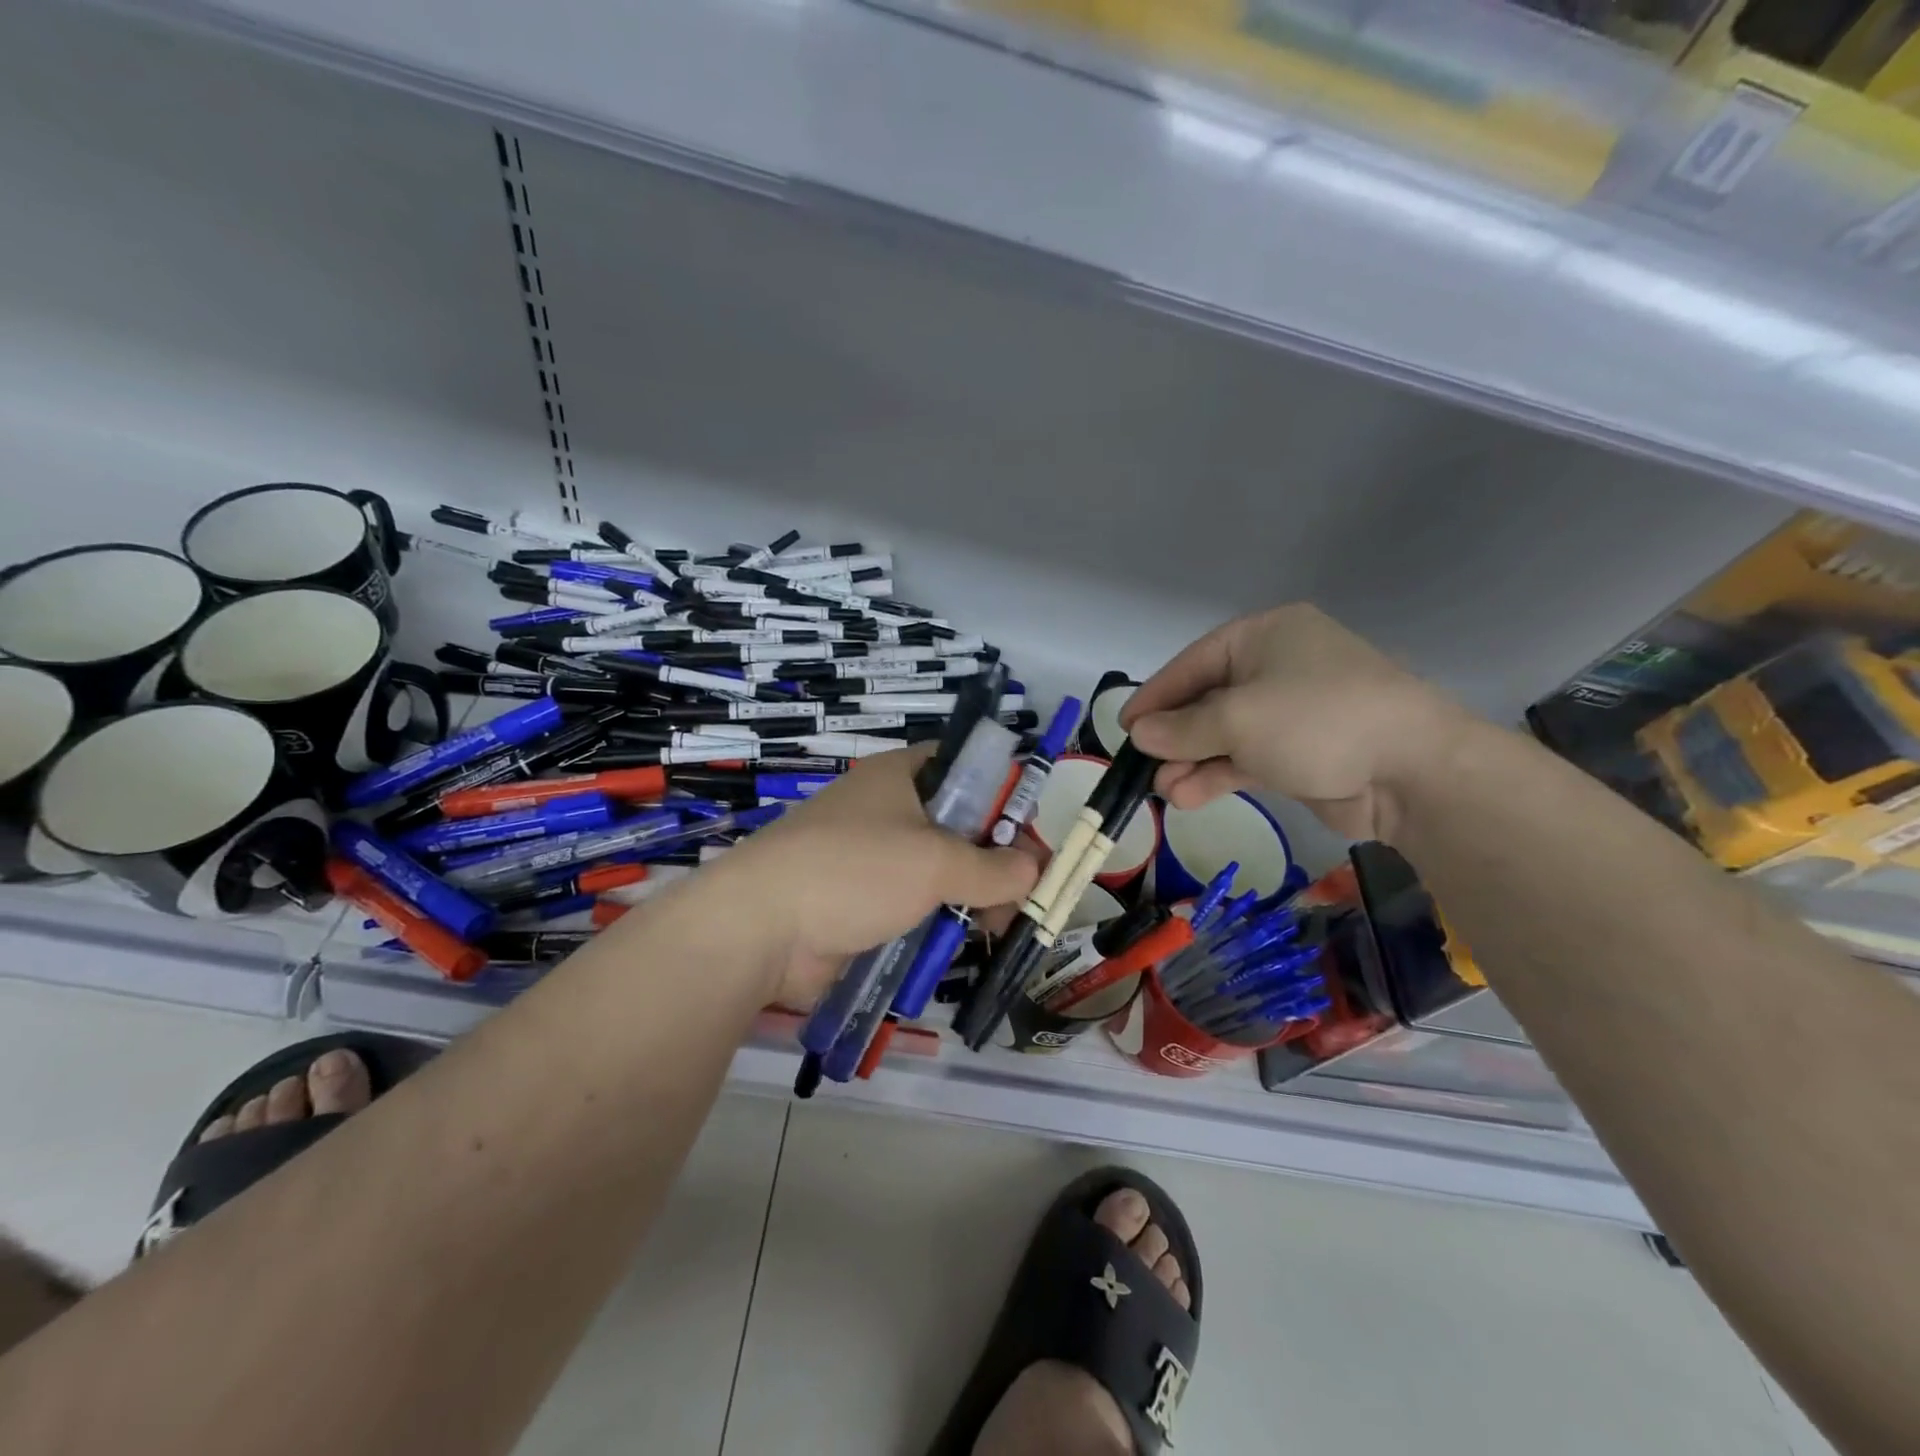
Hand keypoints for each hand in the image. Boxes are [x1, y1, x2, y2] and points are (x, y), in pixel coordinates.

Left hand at [700, 746, 1038, 1007]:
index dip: (1003, 797)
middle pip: (957, 826)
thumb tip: (1034, 870)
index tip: (1028, 839)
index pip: (966, 769)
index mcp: (901, 776)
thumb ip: (994, 867)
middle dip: (993, 860)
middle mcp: (886, 809)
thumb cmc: (855, 871)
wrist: (761, 928)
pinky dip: (936, 921)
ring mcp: (870, 858)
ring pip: (937, 871)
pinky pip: (912, 905)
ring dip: (969, 898)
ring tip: (993, 928)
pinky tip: (957, 945)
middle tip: (1019, 897)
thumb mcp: (936, 862)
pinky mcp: (859, 902)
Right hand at [1121, 603, 1470, 841]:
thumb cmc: (1316, 721)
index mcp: (1265, 636)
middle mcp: (1276, 667)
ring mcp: (1290, 712)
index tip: (1124, 726)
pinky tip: (1188, 797)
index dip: (1155, 695)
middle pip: (1207, 701)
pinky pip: (1246, 759)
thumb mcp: (1237, 719)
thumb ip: (1181, 728)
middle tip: (1145, 766)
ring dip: (1192, 763)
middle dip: (1174, 737)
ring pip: (1224, 735)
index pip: (1193, 663)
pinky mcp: (1300, 753)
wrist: (1412, 771)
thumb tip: (1138, 734)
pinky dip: (1218, 775)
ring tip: (1165, 791)